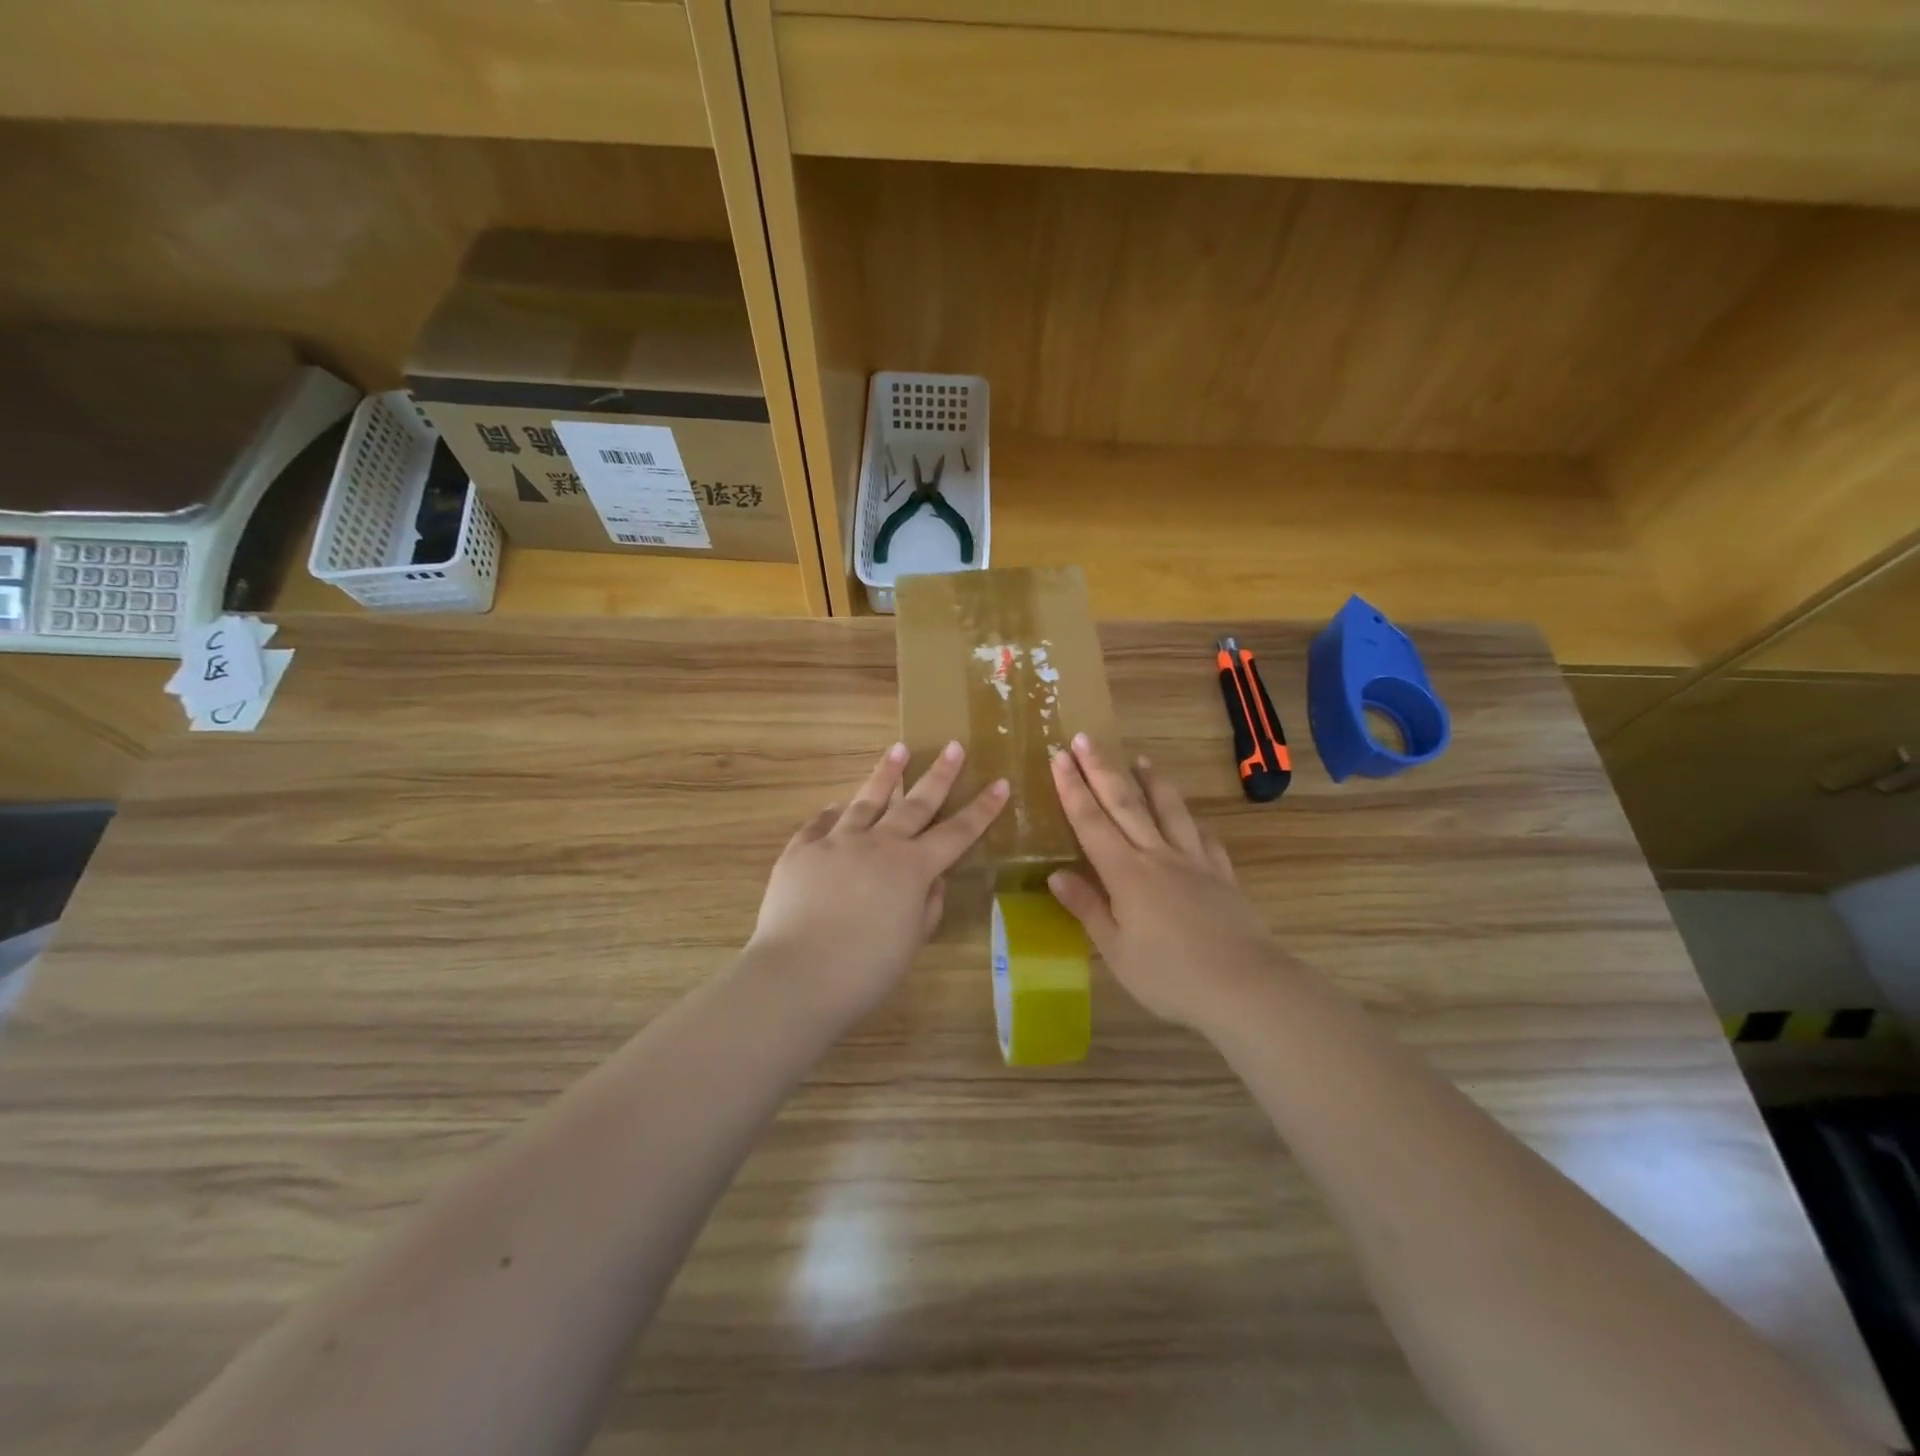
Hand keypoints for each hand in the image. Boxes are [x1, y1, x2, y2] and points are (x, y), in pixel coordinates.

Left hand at [748, 741, 1008, 1020]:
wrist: (798, 973)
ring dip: (886, 774)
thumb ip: (927, 906)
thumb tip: (933, 881)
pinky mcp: (801, 850)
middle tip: (953, 746)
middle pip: (915, 803)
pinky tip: (838, 804)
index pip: (957, 832)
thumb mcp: (911, 941)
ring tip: (899, 749)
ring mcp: (837, 842)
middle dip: (939, 774)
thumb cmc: (865, 969)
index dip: (982, 808)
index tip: (1000, 782)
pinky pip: (820, 823)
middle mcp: (879, 844)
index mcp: (913, 868)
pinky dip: (833, 813)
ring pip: (867, 800)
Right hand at [1047, 734, 1278, 1033]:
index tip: (1059, 757)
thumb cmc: (1170, 976)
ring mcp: (1194, 861)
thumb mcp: (1116, 951)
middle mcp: (1158, 855)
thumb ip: (1087, 908)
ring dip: (1151, 781)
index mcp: (1126, 874)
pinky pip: (1204, 838)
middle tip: (1084, 738)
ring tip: (1140, 759)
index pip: (1091, 822)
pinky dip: (1192, 822)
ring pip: (1169, 810)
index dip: (1072, 788)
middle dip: (1101, 769)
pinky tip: (1191, 818)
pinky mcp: (1222, 874)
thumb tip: (1055, 875)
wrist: (1245, 987)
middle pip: (1125, 803)